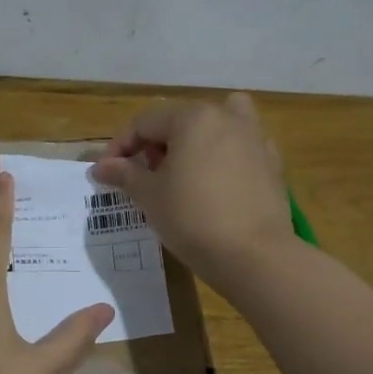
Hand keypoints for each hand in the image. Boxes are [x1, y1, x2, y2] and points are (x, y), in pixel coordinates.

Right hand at [88, 92, 294, 284]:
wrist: (254, 256)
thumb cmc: (192, 218)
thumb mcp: (149, 196)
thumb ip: (124, 174)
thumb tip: (100, 167)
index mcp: (193, 118)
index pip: (144, 122)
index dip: (119, 147)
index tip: (106, 174)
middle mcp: (227, 118)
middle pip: (179, 121)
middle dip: (155, 146)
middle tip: (143, 178)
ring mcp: (255, 139)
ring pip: (216, 127)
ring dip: (193, 142)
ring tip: (182, 173)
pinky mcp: (272, 164)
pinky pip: (239, 149)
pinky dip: (223, 157)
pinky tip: (214, 186)